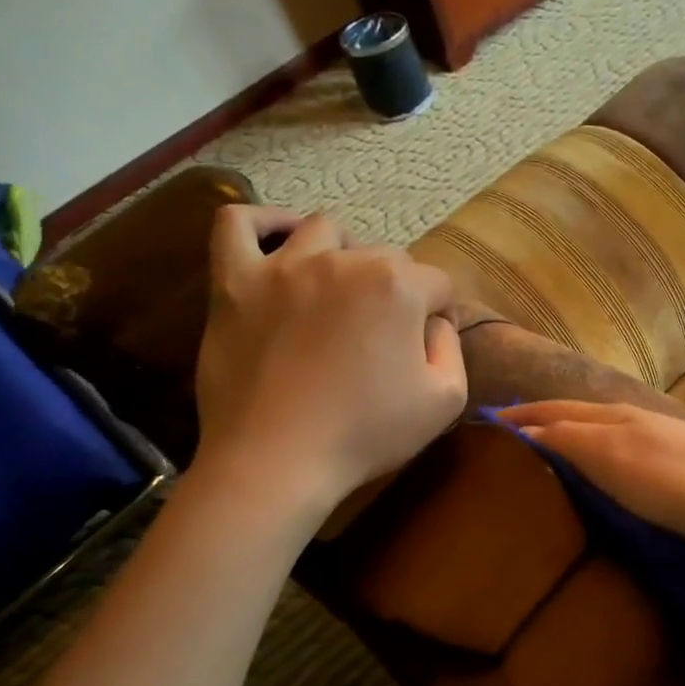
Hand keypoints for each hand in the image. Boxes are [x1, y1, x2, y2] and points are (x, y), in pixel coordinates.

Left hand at [193, 206, 466, 506]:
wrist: (277, 462)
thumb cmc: (366, 435)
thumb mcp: (445, 401)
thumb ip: (451, 347)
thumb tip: (435, 321)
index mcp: (397, 287)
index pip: (437, 284)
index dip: (439, 316)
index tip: (425, 348)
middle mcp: (343, 261)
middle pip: (384, 257)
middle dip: (394, 291)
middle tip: (381, 337)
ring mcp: (282, 266)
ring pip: (323, 232)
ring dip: (342, 256)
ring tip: (337, 293)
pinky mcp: (233, 282)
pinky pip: (237, 224)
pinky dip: (262, 224)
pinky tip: (278, 243)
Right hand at [493, 400, 684, 558]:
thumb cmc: (683, 485)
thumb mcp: (616, 460)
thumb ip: (569, 442)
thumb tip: (523, 434)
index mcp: (614, 417)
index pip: (552, 411)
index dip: (517, 419)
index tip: (482, 429)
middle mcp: (634, 421)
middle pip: (574, 417)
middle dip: (537, 424)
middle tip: (503, 443)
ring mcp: (660, 443)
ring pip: (598, 434)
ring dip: (565, 441)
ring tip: (540, 460)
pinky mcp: (680, 469)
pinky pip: (621, 455)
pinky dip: (594, 459)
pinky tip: (598, 478)